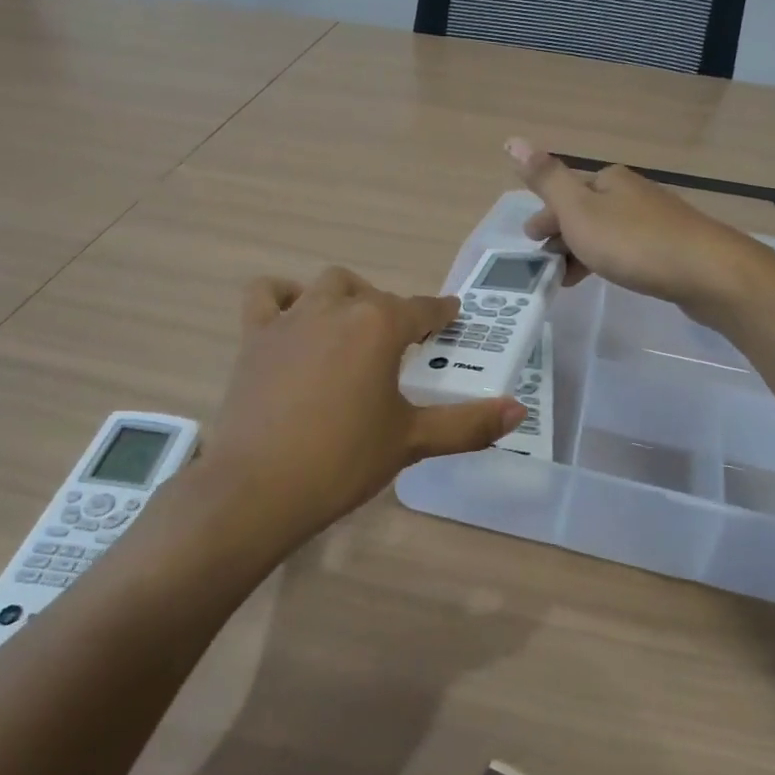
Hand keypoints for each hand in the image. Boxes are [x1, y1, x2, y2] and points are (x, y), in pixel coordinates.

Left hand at [201, 266, 523, 546]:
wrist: (258, 488)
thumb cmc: (343, 461)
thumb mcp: (412, 441)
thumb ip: (468, 423)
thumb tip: (519, 411)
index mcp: (380, 326)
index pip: (422, 309)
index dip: (440, 313)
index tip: (451, 315)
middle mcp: (338, 308)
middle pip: (375, 296)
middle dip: (393, 313)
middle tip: (401, 346)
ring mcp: (291, 318)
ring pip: (327, 285)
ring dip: (347, 297)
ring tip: (353, 326)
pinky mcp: (255, 335)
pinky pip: (266, 294)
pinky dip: (283, 295)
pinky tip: (294, 317)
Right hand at [507, 137, 768, 317]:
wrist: (707, 272)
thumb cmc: (633, 242)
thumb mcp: (578, 210)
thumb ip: (546, 179)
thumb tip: (512, 140)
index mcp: (609, 180)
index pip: (566, 192)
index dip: (546, 217)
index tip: (530, 243)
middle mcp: (633, 192)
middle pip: (586, 211)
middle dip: (562, 234)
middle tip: (545, 263)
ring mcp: (657, 219)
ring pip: (607, 232)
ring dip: (583, 251)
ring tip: (569, 279)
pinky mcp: (674, 246)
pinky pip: (629, 249)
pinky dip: (609, 260)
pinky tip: (610, 276)